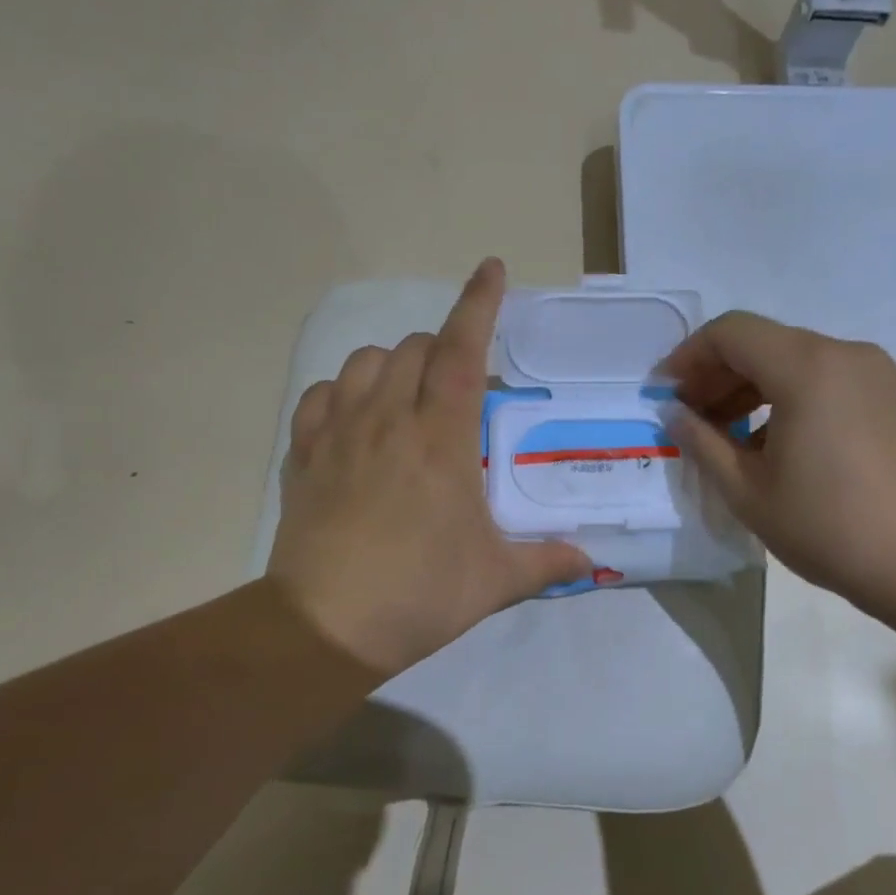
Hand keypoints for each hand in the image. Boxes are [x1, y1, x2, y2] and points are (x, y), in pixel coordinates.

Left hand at [267, 260, 591, 675]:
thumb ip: (547, 561)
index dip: (479, 304)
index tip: (491, 268)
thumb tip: (592, 560)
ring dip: (393, 364)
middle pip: (413, 348)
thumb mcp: (496, 580)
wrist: (325, 626)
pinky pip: (320, 396)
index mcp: (442, 438)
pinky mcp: (303, 454)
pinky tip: (355, 419)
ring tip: (409, 397)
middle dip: (442, 350)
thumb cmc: (420, 594)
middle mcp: (389, 419)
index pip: (463, 351)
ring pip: (364, 361)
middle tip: (461, 389)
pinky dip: (342, 392)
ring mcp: (339, 433)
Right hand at [660, 312, 895, 635]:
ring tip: (730, 436)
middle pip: (765, 343)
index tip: (664, 394)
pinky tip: (780, 444)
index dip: (687, 357)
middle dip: (718, 374)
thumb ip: (702, 442)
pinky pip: (829, 380)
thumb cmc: (830, 528)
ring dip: (754, 388)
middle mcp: (845, 354)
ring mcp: (878, 373)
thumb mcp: (747, 490)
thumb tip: (674, 413)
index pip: (730, 333)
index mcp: (806, 367)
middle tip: (691, 418)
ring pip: (798, 361)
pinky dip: (792, 397)